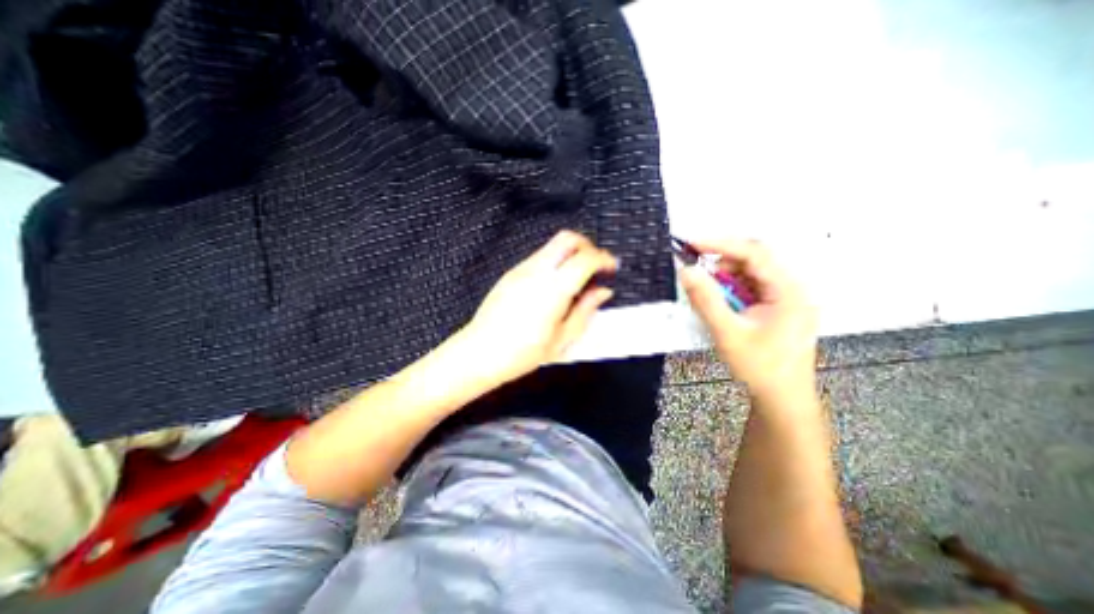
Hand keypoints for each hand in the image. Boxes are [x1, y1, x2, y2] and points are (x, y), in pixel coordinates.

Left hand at [458, 232, 617, 384]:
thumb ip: (586, 310)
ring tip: (577, 277)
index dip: (603, 259)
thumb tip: (603, 291)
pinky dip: (555, 261)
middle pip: (567, 238)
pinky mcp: (511, 273)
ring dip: (570, 253)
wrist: (480, 353)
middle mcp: (537, 272)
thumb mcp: (562, 338)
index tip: (612, 268)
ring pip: (552, 245)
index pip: (585, 258)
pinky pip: (539, 257)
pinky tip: (555, 284)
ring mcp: (521, 269)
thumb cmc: (523, 353)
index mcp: (553, 290)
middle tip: (596, 265)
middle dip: (587, 245)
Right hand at [681, 241, 816, 402]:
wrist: (782, 397)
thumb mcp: (728, 333)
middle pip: (754, 261)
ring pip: (750, 274)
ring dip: (725, 277)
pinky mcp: (777, 307)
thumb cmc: (759, 367)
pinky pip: (750, 287)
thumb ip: (705, 300)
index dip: (721, 244)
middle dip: (721, 262)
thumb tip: (686, 271)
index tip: (692, 244)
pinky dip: (730, 289)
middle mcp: (791, 288)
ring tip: (705, 290)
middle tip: (693, 267)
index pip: (755, 253)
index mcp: (788, 291)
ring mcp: (785, 298)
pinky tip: (720, 302)